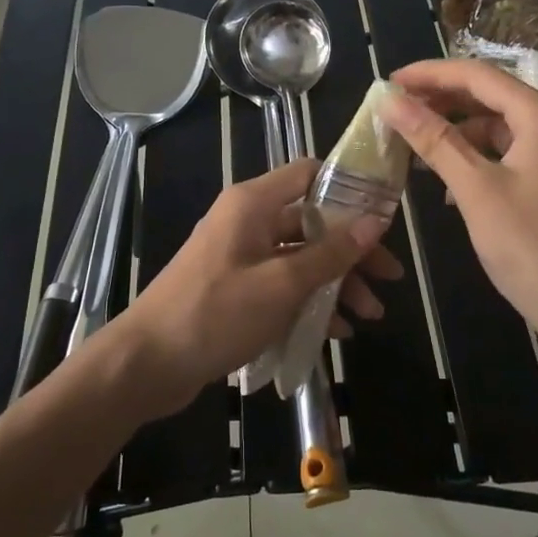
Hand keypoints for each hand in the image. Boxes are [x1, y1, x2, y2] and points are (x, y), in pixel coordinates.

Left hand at [114, 158, 398, 416]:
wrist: (148, 362)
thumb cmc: (215, 313)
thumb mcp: (281, 284)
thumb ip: (330, 253)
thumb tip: (374, 221)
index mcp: (252, 203)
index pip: (309, 173)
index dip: (349, 188)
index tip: (384, 215)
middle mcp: (247, 220)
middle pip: (311, 221)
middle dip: (351, 250)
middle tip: (389, 279)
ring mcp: (240, 255)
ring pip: (300, 256)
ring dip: (335, 282)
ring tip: (370, 316)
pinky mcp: (235, 287)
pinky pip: (282, 283)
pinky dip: (309, 301)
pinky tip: (336, 331)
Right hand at [379, 58, 537, 342]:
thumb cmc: (532, 249)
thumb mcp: (475, 190)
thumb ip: (433, 140)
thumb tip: (390, 100)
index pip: (478, 75)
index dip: (429, 74)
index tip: (389, 82)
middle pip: (493, 97)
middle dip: (442, 101)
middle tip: (397, 110)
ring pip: (503, 127)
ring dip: (460, 132)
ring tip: (418, 146)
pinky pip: (516, 153)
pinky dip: (482, 157)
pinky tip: (453, 181)